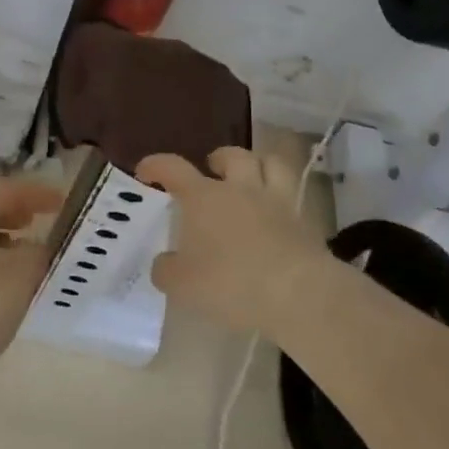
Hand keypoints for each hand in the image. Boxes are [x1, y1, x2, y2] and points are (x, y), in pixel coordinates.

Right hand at [138, 147, 325, 334]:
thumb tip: (164, 263)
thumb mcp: (183, 285)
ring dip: (257, 165)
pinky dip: (280, 196)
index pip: (174, 168)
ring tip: (250, 178)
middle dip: (219, 159)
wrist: (297, 292)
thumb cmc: (231, 282)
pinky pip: (291, 195)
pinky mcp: (302, 220)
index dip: (156, 165)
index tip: (145, 171)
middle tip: (211, 171)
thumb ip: (167, 271)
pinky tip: (274, 213)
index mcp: (204, 197)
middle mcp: (239, 189)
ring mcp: (275, 201)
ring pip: (270, 163)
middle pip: (232, 156)